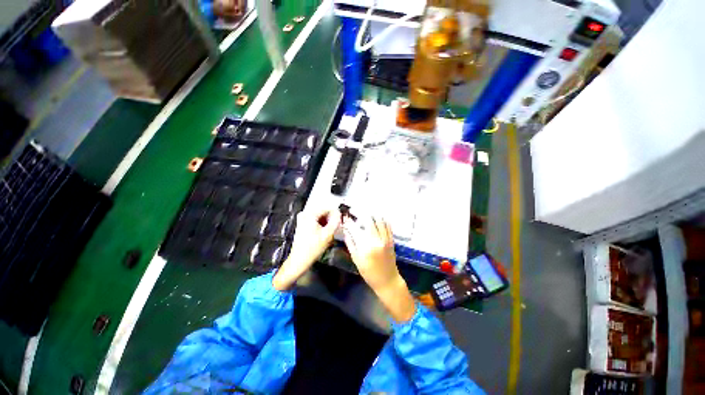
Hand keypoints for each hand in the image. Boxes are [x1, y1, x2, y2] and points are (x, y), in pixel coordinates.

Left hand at [272, 207, 340, 290]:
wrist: (299, 260)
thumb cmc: (312, 248)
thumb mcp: (328, 234)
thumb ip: (336, 221)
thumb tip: (339, 213)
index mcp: (310, 214)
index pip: (327, 208)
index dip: (336, 214)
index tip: (341, 220)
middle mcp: (304, 215)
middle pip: (323, 213)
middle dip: (331, 219)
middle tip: (336, 228)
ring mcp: (302, 220)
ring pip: (320, 218)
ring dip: (327, 223)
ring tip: (330, 232)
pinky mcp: (302, 225)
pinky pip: (315, 222)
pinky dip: (321, 226)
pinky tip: (324, 234)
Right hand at [342, 216, 415, 321]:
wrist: (387, 280)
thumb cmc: (369, 273)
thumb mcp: (356, 260)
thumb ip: (351, 243)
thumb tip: (346, 230)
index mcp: (366, 247)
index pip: (355, 228)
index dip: (349, 221)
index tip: (346, 217)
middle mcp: (377, 240)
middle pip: (368, 219)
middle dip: (360, 213)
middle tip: (355, 212)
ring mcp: (386, 238)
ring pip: (379, 219)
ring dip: (371, 214)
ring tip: (365, 214)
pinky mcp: (391, 239)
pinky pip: (387, 224)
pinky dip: (381, 219)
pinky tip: (376, 218)